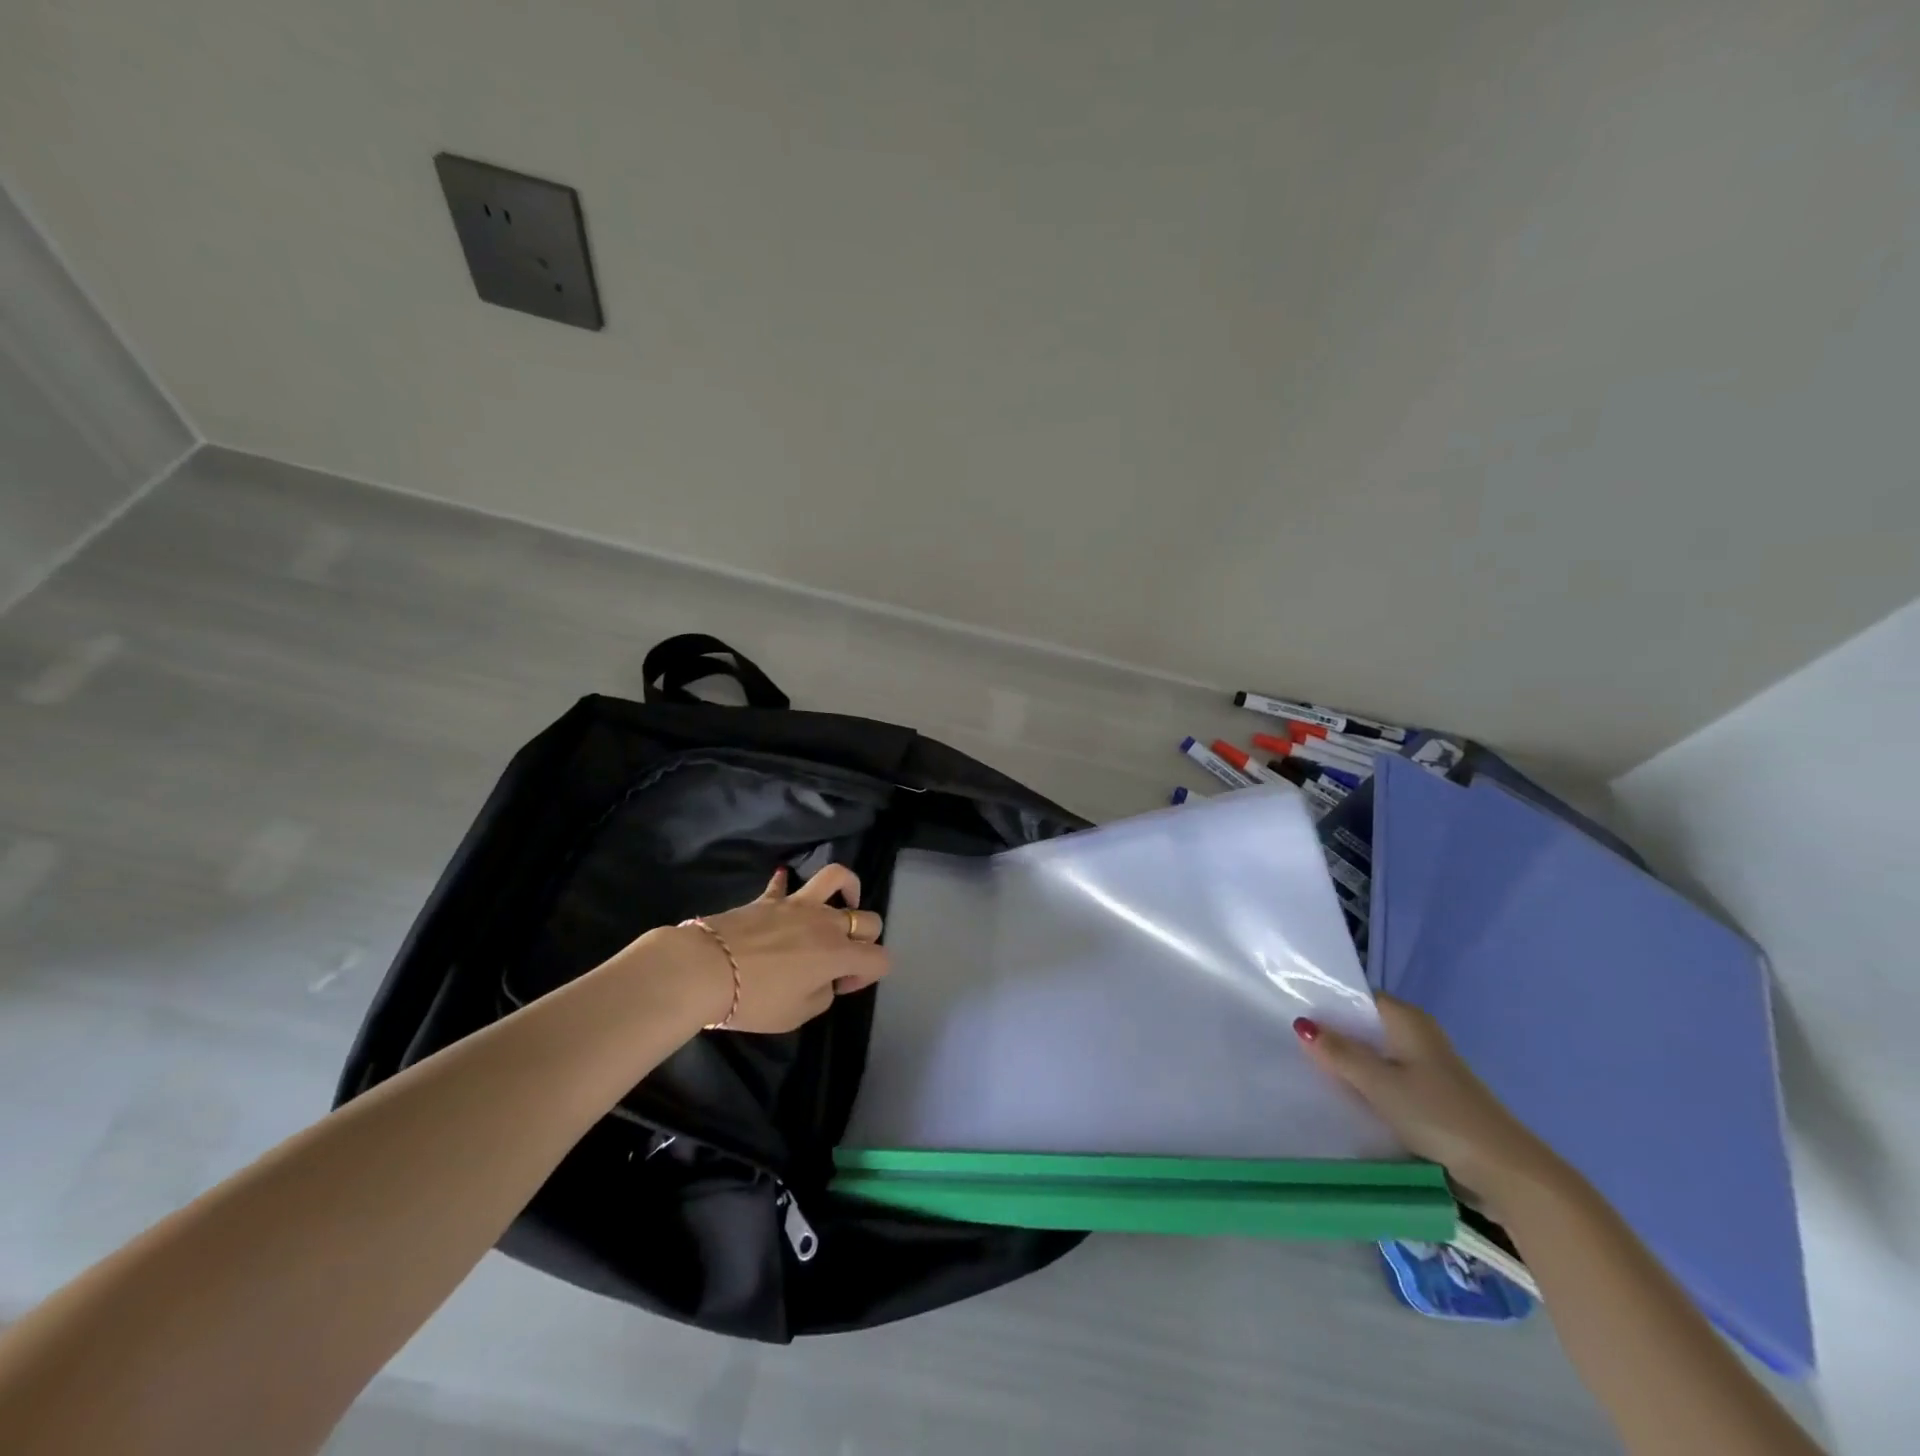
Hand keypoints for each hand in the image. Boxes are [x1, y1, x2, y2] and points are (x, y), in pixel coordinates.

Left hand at [669, 864, 889, 1033]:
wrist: (706, 969)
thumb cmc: (754, 999)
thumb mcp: (796, 1015)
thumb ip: (821, 996)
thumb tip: (823, 980)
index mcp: (838, 954)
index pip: (880, 958)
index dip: (868, 975)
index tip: (841, 987)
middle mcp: (826, 923)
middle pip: (868, 920)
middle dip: (865, 940)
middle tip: (839, 960)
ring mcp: (798, 905)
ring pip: (837, 879)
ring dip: (848, 889)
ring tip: (842, 904)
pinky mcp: (769, 899)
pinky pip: (782, 885)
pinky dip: (785, 885)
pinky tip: (784, 887)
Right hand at [1296, 994, 1560, 1204]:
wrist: (1506, 1173)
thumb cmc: (1438, 1115)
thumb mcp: (1379, 1083)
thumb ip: (1340, 1053)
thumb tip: (1302, 1024)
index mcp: (1408, 1021)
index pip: (1358, 998)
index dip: (1327, 1003)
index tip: (1291, 1012)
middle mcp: (1418, 1036)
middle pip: (1365, 1027)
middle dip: (1333, 1036)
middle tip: (1290, 1042)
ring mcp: (1427, 1068)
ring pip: (1376, 1056)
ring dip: (1350, 1064)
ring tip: (1309, 1070)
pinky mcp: (1432, 1098)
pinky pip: (1388, 1081)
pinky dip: (1367, 1085)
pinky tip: (1345, 1098)